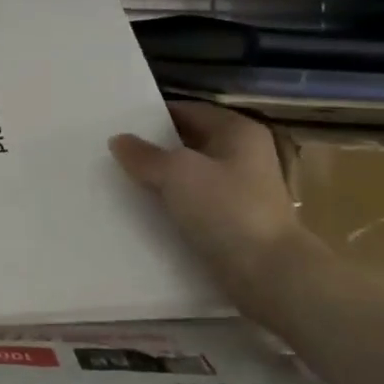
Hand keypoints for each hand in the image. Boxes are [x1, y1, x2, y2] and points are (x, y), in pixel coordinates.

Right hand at [110, 101, 305, 300]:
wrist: (268, 273)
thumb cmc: (225, 209)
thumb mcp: (176, 173)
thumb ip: (144, 155)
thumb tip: (119, 140)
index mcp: (237, 131)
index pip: (188, 110)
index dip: (154, 115)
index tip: (120, 123)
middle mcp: (243, 155)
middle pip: (189, 142)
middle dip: (155, 147)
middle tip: (115, 151)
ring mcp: (241, 190)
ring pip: (190, 175)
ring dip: (161, 178)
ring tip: (122, 179)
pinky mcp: (234, 220)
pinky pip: (195, 202)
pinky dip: (173, 203)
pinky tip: (145, 209)